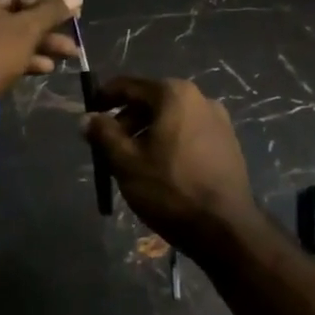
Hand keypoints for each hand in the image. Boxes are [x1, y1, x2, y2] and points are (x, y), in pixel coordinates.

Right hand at [82, 77, 263, 258]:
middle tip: (108, 146)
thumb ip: (103, 134)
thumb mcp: (126, 162)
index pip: (128, 85)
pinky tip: (160, 170)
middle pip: (151, 101)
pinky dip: (169, 142)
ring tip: (132, 162)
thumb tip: (86, 119)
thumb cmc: (170, 189)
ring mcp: (219, 120)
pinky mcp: (228, 143)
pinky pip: (188, 133)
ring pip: (170, 119)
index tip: (89, 116)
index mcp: (174, 94)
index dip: (104, 98)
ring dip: (147, 133)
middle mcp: (200, 98)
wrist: (226, 229)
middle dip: (126, 121)